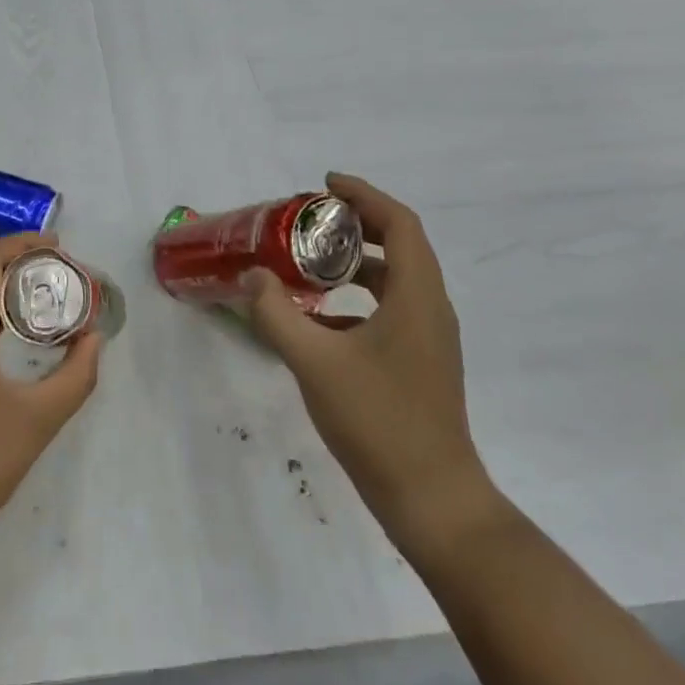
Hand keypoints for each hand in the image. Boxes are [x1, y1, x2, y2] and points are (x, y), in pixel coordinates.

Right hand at [244, 173, 495, 551]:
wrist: (431, 499)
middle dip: (356, 224)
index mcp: (416, 296)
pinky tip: (321, 317)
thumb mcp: (314, 362)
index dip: (363, 195)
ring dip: (356, 261)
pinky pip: (392, 309)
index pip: (398, 222)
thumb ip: (276, 314)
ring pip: (396, 279)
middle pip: (400, 244)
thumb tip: (253, 277)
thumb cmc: (377, 421)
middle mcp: (430, 308)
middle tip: (310, 220)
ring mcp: (430, 338)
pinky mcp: (422, 362)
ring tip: (310, 261)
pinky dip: (359, 297)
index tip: (324, 185)